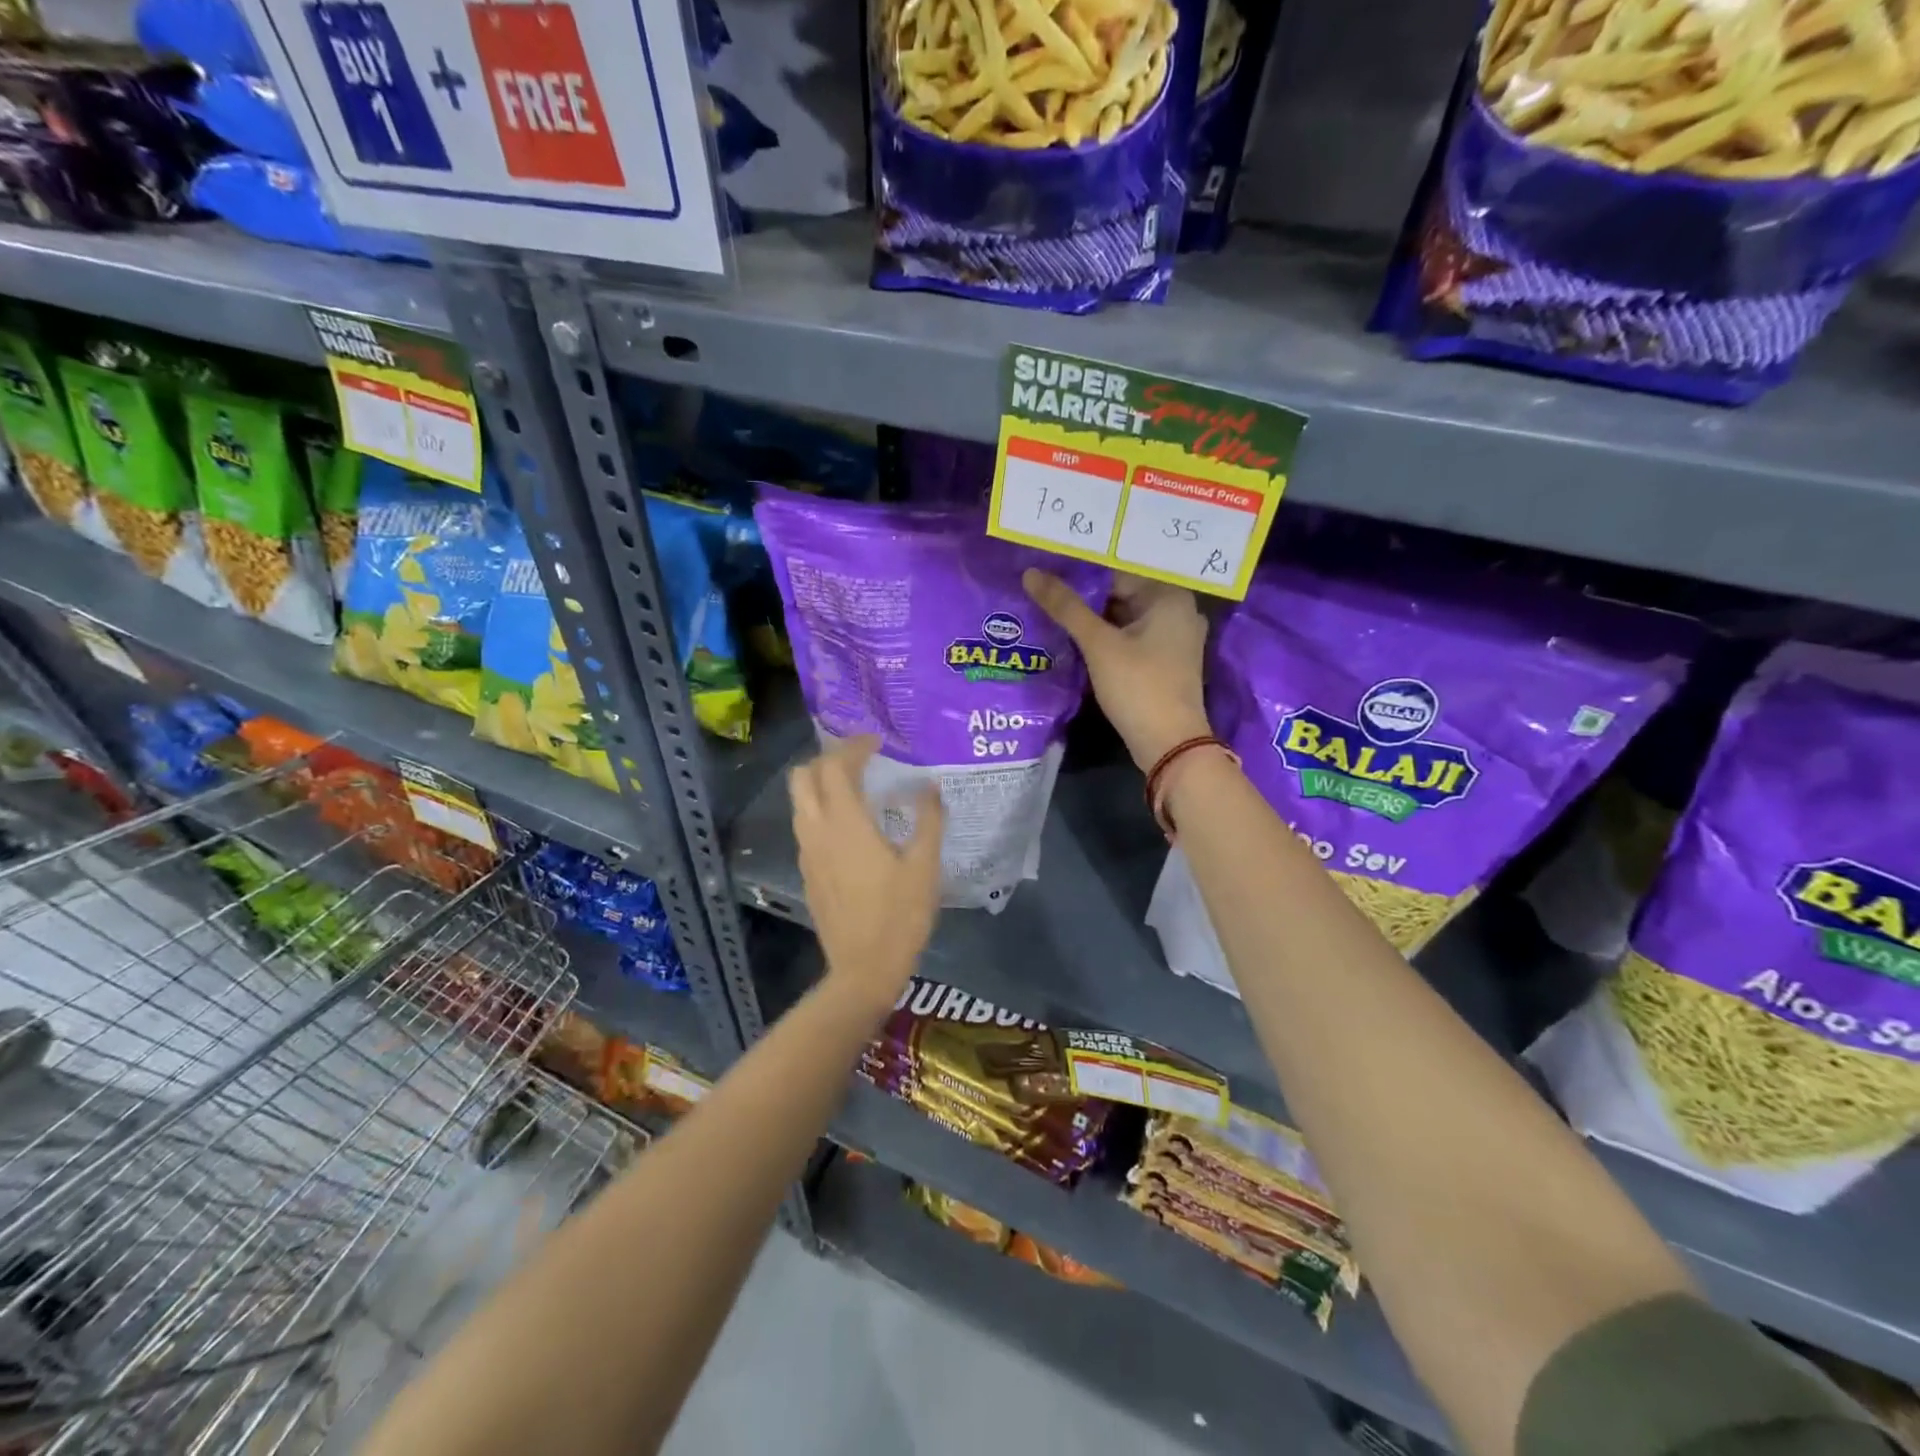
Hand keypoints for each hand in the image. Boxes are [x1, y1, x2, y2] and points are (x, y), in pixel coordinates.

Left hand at [790, 735, 944, 1011]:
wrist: (863, 970)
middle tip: (859, 759)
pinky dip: (821, 809)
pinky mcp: (807, 872)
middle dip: (827, 759)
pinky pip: (806, 825)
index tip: (877, 742)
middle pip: (803, 777)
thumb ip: (928, 820)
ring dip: (821, 783)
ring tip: (855, 786)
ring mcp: (807, 853)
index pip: (835, 767)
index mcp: (846, 824)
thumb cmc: (899, 916)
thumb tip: (930, 786)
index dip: (853, 747)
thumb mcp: (924, 866)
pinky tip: (850, 825)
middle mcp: (817, 831)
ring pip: (800, 802)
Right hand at [1024, 568, 1210, 769]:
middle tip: (1042, 591)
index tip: (1046, 572)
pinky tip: (1074, 640)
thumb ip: (1065, 607)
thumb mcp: (1098, 644)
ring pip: (1124, 618)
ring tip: (1050, 611)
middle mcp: (1178, 610)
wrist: (1169, 744)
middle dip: (1084, 597)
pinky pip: (1130, 639)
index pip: (1117, 572)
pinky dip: (1106, 638)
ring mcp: (1174, 638)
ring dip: (1092, 619)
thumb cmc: (1138, 686)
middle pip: (1121, 594)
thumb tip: (1030, 573)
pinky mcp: (1164, 662)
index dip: (1079, 573)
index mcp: (1169, 596)